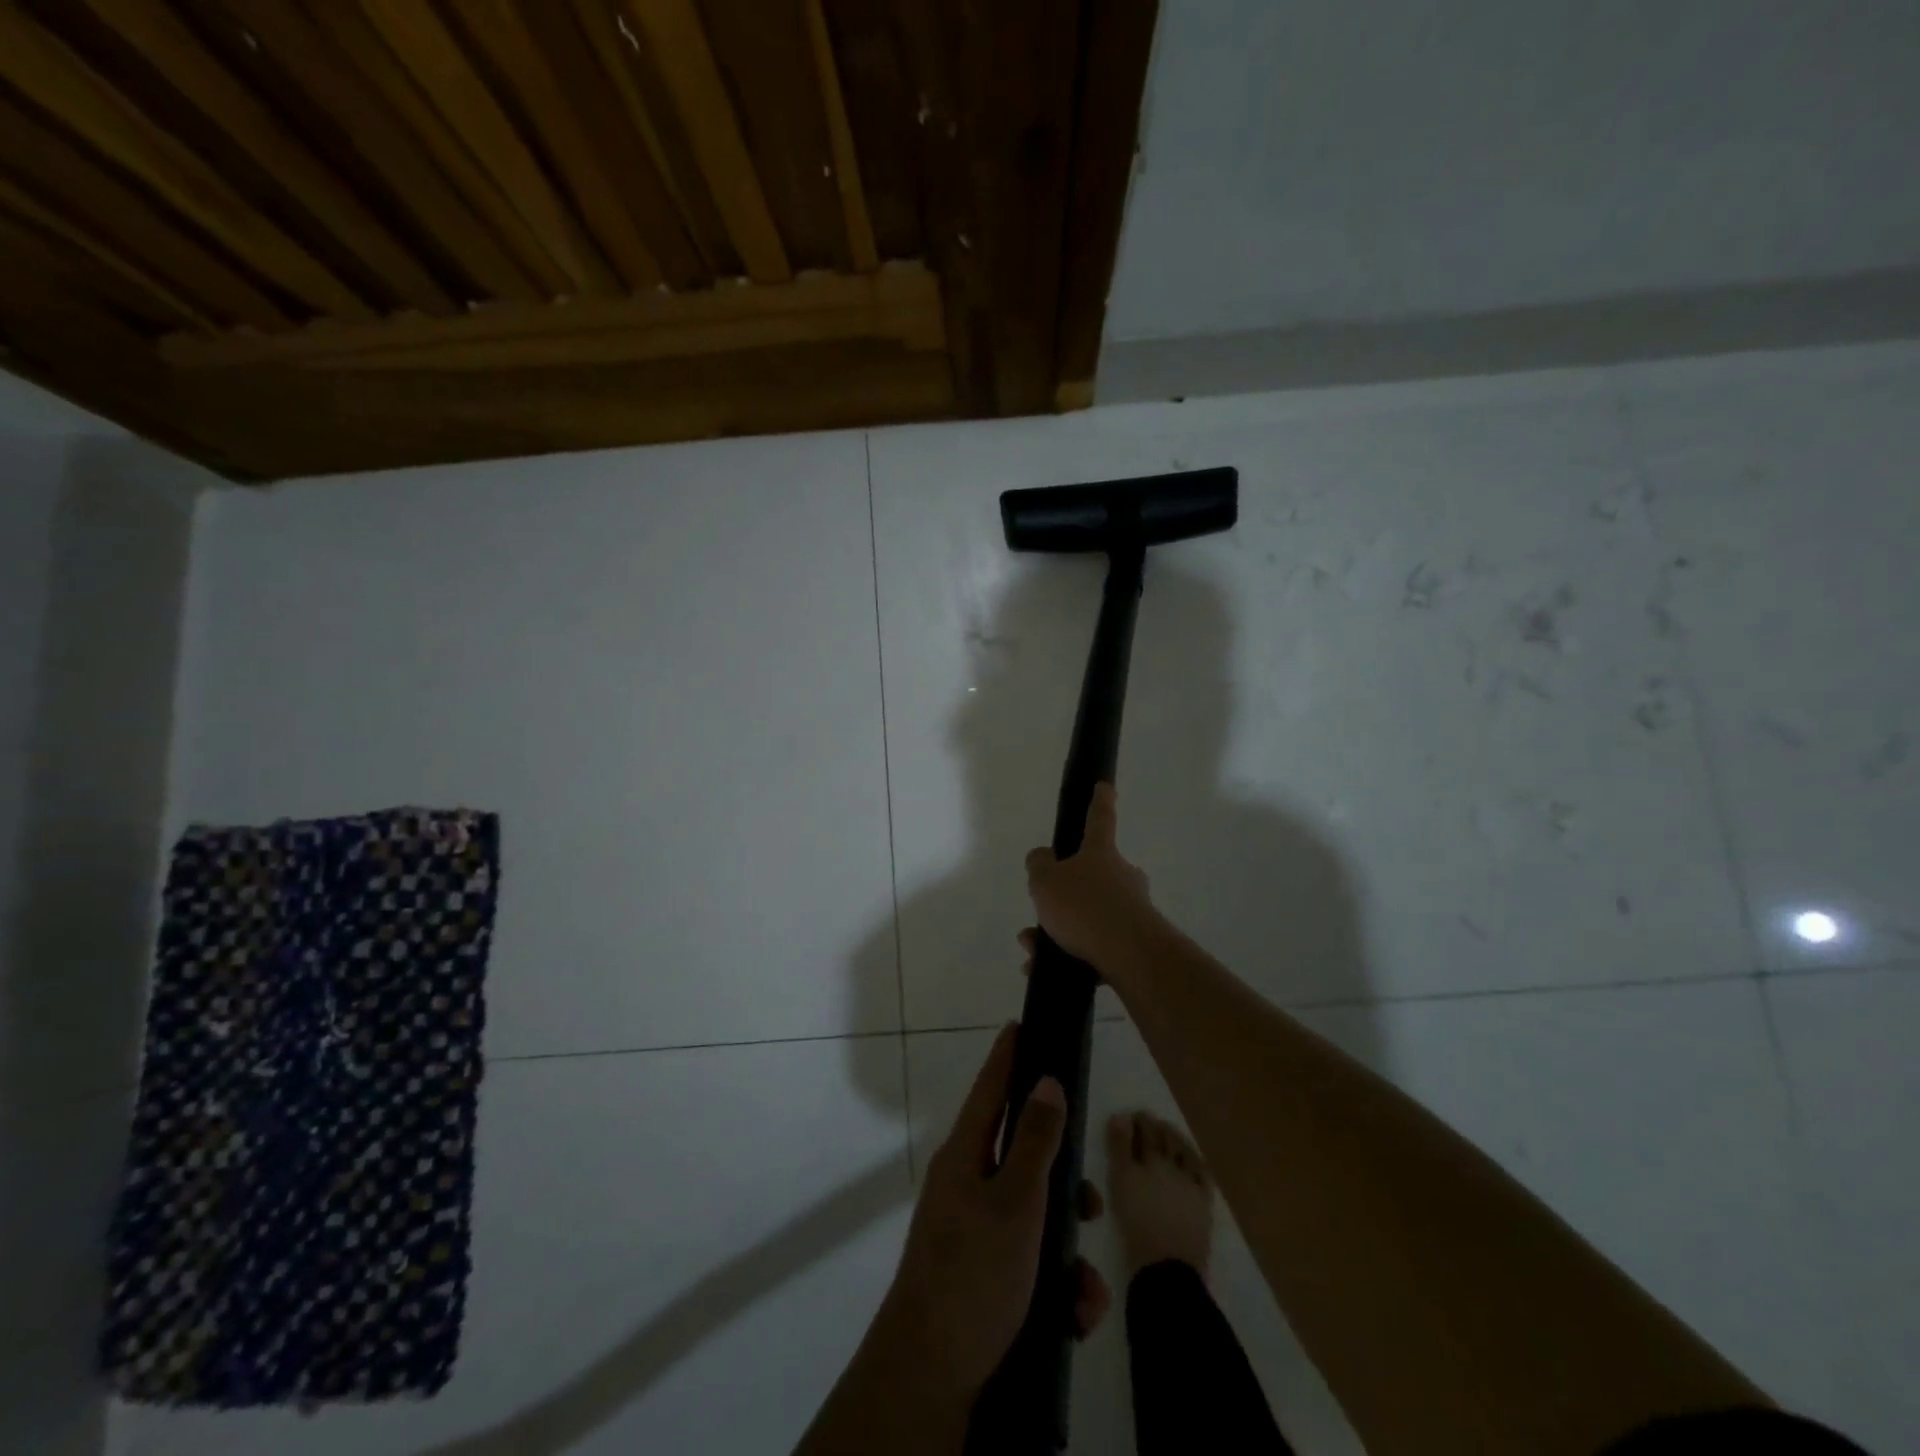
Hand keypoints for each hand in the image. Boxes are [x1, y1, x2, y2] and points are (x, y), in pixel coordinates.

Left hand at [879, 1024, 1109, 1403]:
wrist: (932, 1374)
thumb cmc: (975, 1272)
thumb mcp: (1016, 1203)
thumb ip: (1036, 1141)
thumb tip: (1047, 1081)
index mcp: (965, 1155)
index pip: (990, 1089)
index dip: (1007, 1056)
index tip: (1020, 1024)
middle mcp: (967, 1184)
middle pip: (1022, 1158)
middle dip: (1063, 1183)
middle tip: (1091, 1204)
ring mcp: (974, 1230)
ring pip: (1035, 1216)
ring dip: (1068, 1251)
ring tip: (1086, 1290)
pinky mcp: (985, 1274)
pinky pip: (1030, 1260)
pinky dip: (1056, 1283)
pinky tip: (1074, 1314)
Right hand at [1024, 783, 1158, 978]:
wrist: (1130, 955)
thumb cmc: (1084, 907)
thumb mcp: (1045, 881)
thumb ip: (1039, 865)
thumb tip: (1043, 858)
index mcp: (1101, 854)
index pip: (1099, 819)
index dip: (1099, 801)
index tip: (1104, 786)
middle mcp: (1121, 877)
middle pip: (1091, 877)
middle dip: (1063, 896)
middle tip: (1040, 916)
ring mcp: (1132, 911)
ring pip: (1088, 916)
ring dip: (1058, 932)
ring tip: (1033, 953)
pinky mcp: (1135, 944)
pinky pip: (1095, 946)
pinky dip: (1070, 956)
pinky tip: (1045, 971)